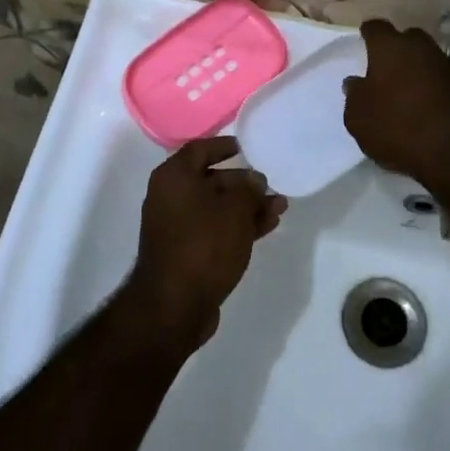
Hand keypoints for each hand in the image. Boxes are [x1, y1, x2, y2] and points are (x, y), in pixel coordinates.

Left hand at [127, 136, 286, 347]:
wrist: (174, 305)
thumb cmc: (204, 244)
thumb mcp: (235, 209)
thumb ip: (249, 188)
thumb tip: (253, 181)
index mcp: (174, 177)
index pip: (200, 149)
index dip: (223, 145)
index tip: (245, 146)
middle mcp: (170, 197)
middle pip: (210, 179)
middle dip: (243, 182)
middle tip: (271, 185)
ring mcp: (176, 227)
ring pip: (217, 207)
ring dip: (247, 206)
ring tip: (279, 207)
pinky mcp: (186, 252)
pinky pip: (215, 229)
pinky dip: (238, 226)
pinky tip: (267, 226)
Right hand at [343, 19, 449, 183]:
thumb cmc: (395, 125)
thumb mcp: (358, 117)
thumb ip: (354, 95)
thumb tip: (355, 82)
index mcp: (388, 46)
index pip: (376, 27)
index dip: (368, 33)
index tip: (363, 39)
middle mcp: (418, 47)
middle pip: (406, 38)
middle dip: (395, 48)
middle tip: (383, 66)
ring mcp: (444, 64)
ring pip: (425, 57)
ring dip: (414, 68)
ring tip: (402, 88)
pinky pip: (438, 78)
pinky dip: (429, 85)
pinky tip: (421, 104)